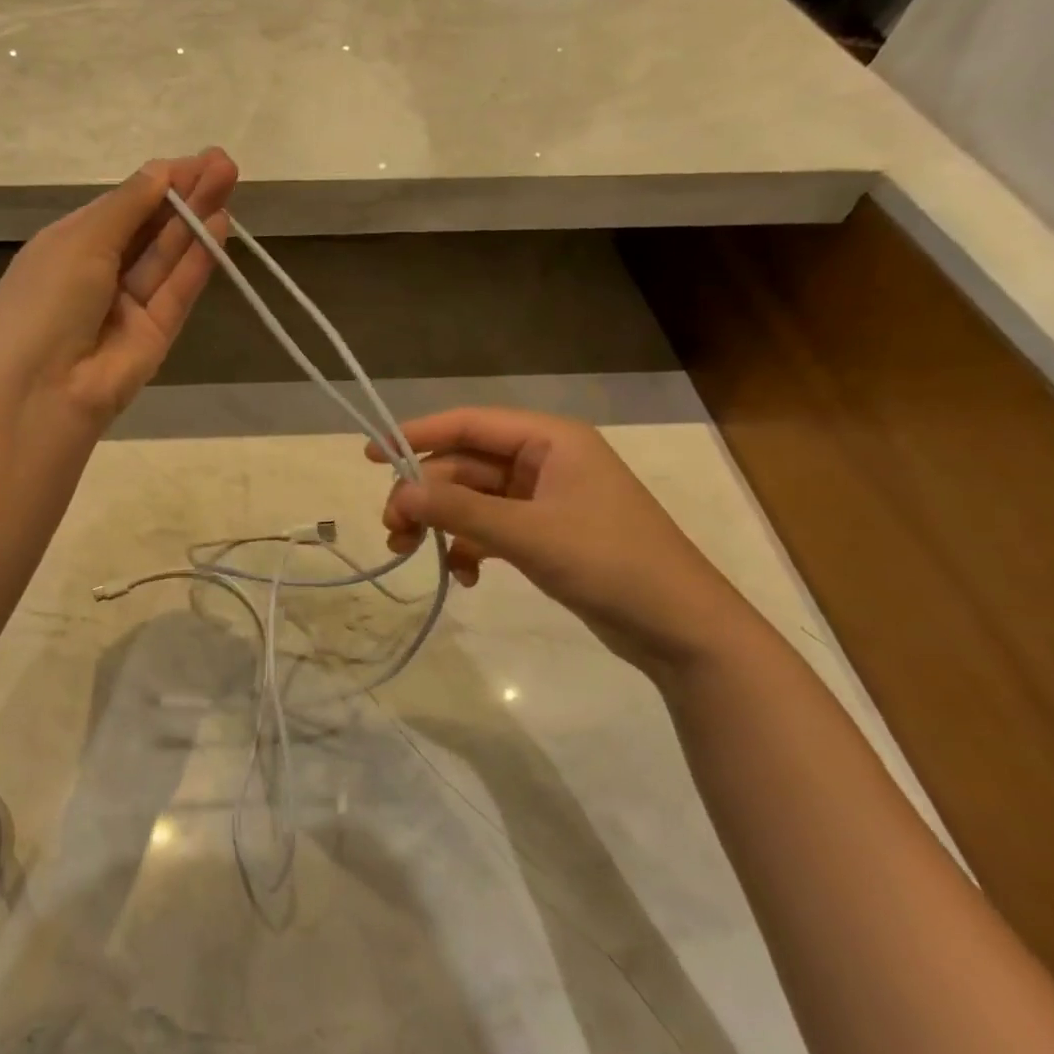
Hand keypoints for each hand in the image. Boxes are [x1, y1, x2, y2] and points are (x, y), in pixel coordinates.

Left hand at [0, 149, 238, 426]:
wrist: (39, 393)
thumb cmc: (43, 302)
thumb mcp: (78, 241)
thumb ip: (126, 207)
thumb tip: (161, 172)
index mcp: (67, 248)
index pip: (120, 208)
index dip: (157, 183)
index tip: (196, 159)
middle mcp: (98, 275)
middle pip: (149, 230)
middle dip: (184, 195)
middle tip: (225, 163)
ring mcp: (128, 309)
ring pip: (167, 258)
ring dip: (196, 220)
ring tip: (229, 181)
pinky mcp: (155, 338)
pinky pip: (177, 292)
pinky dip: (197, 261)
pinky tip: (220, 225)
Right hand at [371, 408, 762, 679]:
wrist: (681, 629)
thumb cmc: (610, 563)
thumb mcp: (528, 533)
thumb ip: (460, 509)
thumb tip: (400, 492)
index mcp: (549, 441)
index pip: (469, 423)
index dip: (417, 435)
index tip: (371, 455)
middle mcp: (545, 461)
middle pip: (465, 465)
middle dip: (426, 494)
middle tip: (393, 530)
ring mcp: (545, 499)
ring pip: (472, 498)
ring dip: (441, 523)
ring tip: (411, 553)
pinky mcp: (545, 534)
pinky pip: (490, 528)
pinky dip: (469, 547)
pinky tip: (464, 576)